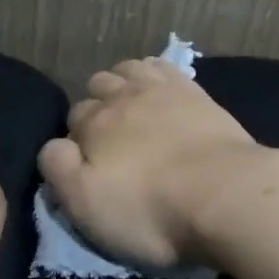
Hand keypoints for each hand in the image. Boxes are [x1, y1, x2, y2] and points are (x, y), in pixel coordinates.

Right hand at [38, 59, 263, 266]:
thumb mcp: (86, 206)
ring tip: (130, 105)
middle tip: (111, 137)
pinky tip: (159, 85)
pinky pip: (164, 67)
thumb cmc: (150, 211)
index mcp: (93, 125)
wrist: (225, 195)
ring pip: (129, 70)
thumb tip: (53, 145)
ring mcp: (162, 90)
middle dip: (97, 105)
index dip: (76, 139)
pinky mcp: (196, 92)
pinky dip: (154, 72)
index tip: (88, 162)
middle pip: (98, 87)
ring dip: (122, 82)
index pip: (72, 119)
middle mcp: (122, 97)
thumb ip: (58, 170)